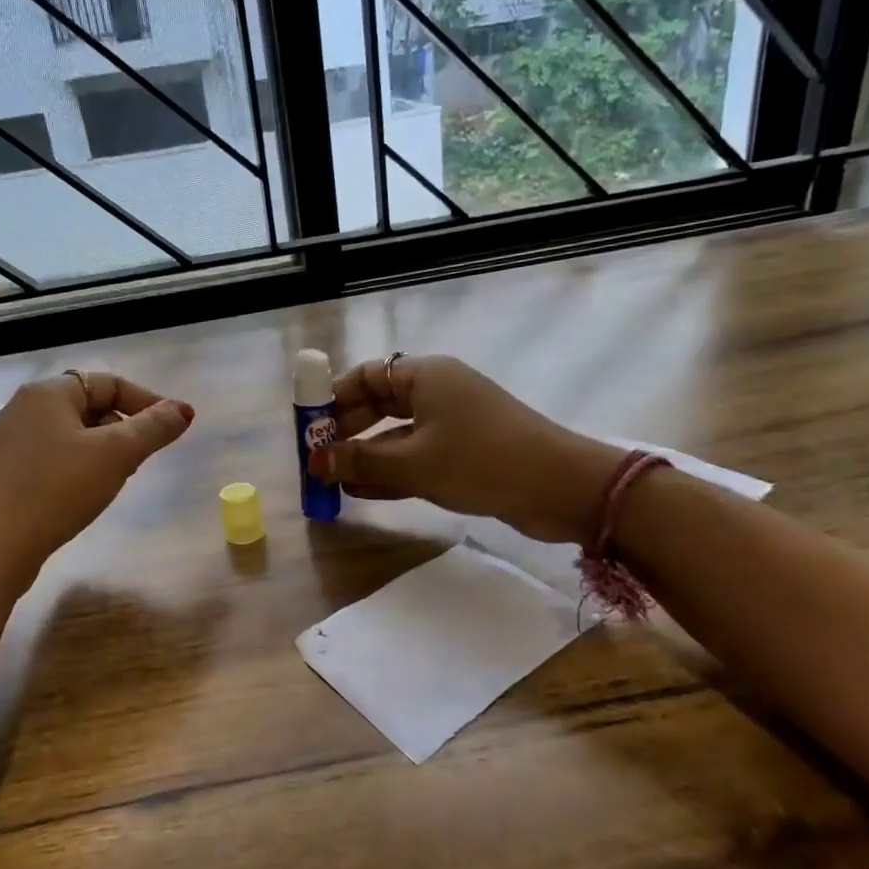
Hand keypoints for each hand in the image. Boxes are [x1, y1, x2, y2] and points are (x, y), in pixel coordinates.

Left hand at [0, 371, 193, 592]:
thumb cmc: (58, 489)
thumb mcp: (116, 455)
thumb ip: (153, 428)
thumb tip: (183, 409)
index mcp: (48, 393)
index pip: (109, 382)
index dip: (147, 401)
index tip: (172, 428)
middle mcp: (24, 408)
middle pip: (90, 406)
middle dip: (124, 427)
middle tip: (143, 458)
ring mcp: (10, 441)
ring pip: (72, 433)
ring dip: (103, 449)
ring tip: (119, 478)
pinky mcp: (5, 472)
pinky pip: (54, 456)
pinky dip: (79, 466)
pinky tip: (86, 494)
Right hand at [311, 355, 621, 544]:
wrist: (559, 487)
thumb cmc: (480, 460)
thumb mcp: (414, 462)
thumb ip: (360, 463)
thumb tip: (316, 464)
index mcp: (426, 375)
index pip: (367, 376)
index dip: (333, 399)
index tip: (309, 429)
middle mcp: (437, 392)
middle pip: (379, 404)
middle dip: (346, 432)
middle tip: (317, 460)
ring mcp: (453, 424)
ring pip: (396, 435)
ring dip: (365, 457)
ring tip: (331, 482)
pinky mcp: (464, 454)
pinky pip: (416, 457)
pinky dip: (390, 472)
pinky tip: (360, 493)